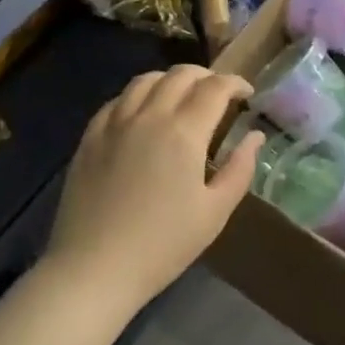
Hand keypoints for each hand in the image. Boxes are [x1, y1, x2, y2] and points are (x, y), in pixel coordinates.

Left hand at [44, 66, 261, 314]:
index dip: (235, 83)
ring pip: (146, 80)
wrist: (93, 269)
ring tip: (182, 95)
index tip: (247, 94)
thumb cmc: (162, 245)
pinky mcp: (90, 137)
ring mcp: (115, 123)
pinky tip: (143, 112)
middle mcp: (149, 116)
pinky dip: (138, 95)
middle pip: (181, 74)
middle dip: (207, 76)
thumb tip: (255, 136)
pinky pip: (117, 100)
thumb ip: (239, 169)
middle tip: (218, 93)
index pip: (215, 87)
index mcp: (184, 132)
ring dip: (171, 79)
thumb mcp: (215, 213)